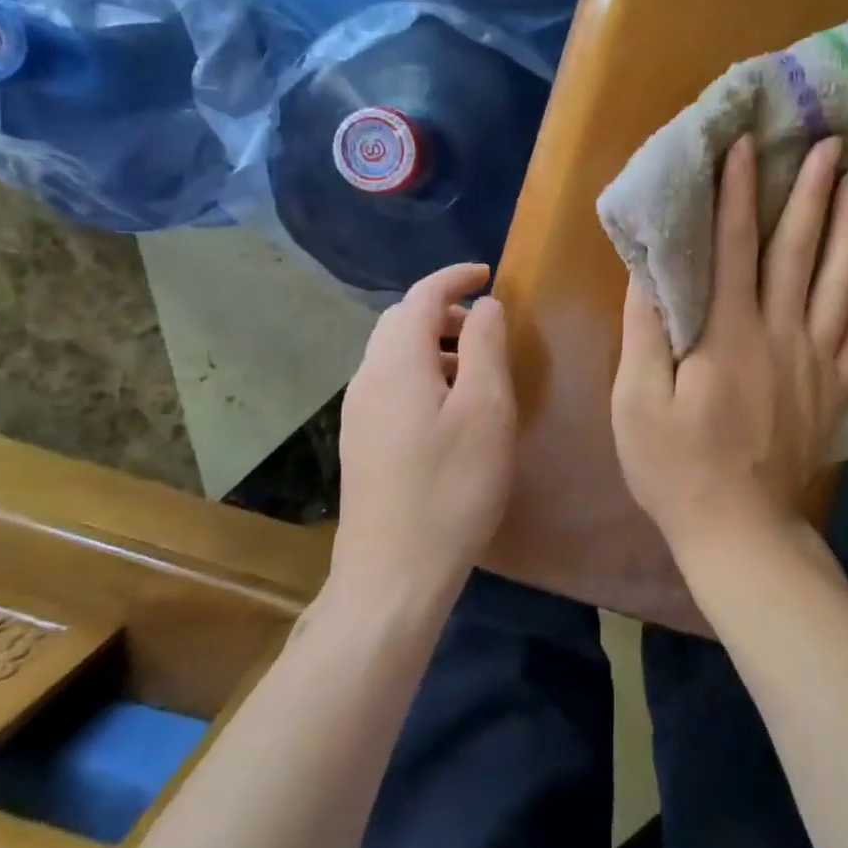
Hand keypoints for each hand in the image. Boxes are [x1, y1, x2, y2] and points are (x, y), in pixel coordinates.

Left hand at [335, 264, 515, 598]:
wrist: (392, 574)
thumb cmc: (451, 488)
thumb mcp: (485, 410)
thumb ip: (485, 347)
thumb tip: (483, 305)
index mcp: (397, 361)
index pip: (421, 296)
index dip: (454, 277)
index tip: (489, 272)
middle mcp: (367, 377)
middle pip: (402, 322)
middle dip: (444, 311)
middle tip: (487, 325)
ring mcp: (358, 412)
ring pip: (395, 355)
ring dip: (434, 345)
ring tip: (476, 369)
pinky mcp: (360, 442)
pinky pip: (391, 384)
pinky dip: (423, 374)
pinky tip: (450, 409)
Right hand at [612, 136, 847, 550]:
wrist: (739, 530)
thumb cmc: (675, 467)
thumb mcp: (636, 403)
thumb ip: (644, 333)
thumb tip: (649, 271)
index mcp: (725, 336)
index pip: (733, 248)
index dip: (737, 194)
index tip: (745, 145)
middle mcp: (778, 336)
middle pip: (798, 252)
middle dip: (811, 193)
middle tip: (829, 144)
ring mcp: (815, 362)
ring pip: (840, 282)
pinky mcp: (835, 390)